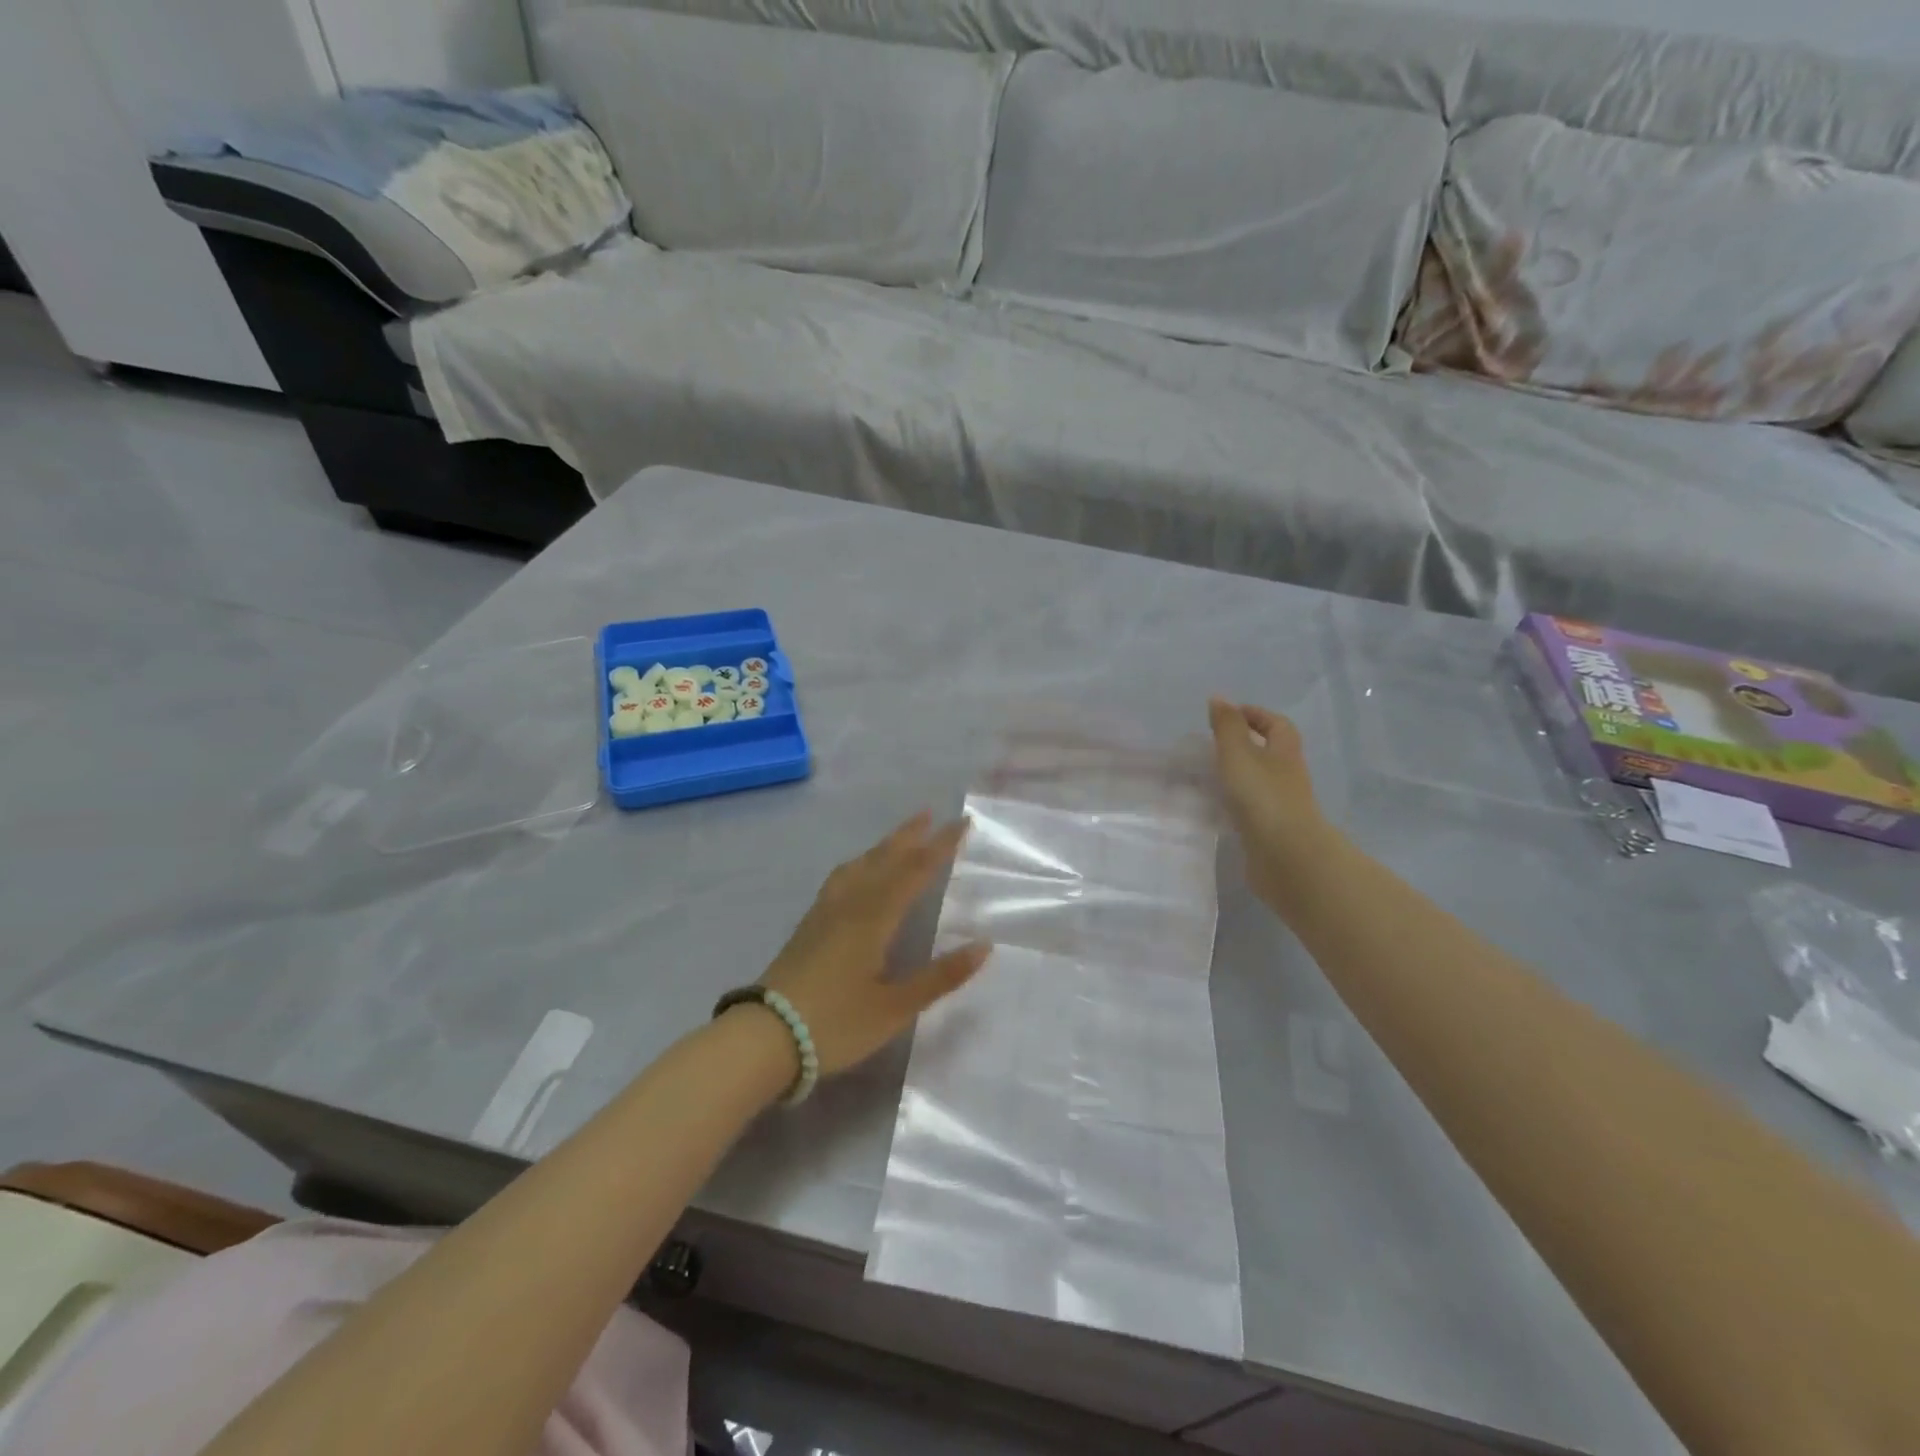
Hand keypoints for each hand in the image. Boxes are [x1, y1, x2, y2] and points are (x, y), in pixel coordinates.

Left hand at [758, 812, 989, 1077]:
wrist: (765, 1037)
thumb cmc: (836, 1023)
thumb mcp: (895, 1007)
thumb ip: (940, 976)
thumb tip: (984, 945)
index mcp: (874, 917)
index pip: (915, 871)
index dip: (940, 846)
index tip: (962, 823)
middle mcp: (850, 904)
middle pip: (884, 859)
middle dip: (909, 836)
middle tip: (928, 813)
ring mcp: (825, 912)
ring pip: (859, 866)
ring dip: (882, 847)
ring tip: (897, 838)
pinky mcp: (809, 925)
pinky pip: (841, 878)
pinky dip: (859, 864)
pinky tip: (856, 874)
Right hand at [1208, 698, 1328, 903]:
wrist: (1287, 857)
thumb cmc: (1263, 797)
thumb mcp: (1239, 754)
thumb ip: (1227, 727)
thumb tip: (1219, 699)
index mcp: (1285, 753)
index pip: (1277, 725)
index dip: (1256, 715)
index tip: (1228, 714)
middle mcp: (1288, 777)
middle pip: (1271, 753)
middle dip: (1246, 745)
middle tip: (1212, 745)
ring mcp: (1281, 806)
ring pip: (1260, 781)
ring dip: (1238, 775)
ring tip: (1206, 775)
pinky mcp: (1271, 831)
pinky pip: (1252, 808)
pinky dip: (1235, 802)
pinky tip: (1215, 807)